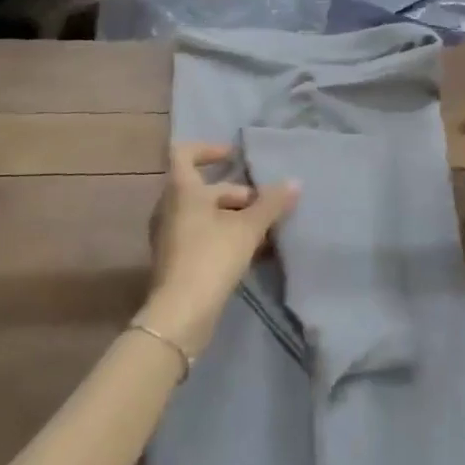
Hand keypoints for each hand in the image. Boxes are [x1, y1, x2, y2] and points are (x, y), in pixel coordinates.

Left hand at [136, 142, 299, 360]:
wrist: (179, 315)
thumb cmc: (211, 257)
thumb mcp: (248, 228)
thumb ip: (272, 203)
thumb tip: (295, 183)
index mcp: (181, 190)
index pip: (184, 153)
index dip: (210, 149)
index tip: (235, 156)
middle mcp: (169, 207)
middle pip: (203, 188)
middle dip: (236, 193)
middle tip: (264, 206)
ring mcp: (169, 235)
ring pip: (204, 214)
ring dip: (233, 216)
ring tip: (263, 230)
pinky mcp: (175, 260)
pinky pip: (201, 235)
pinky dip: (223, 236)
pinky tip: (250, 252)